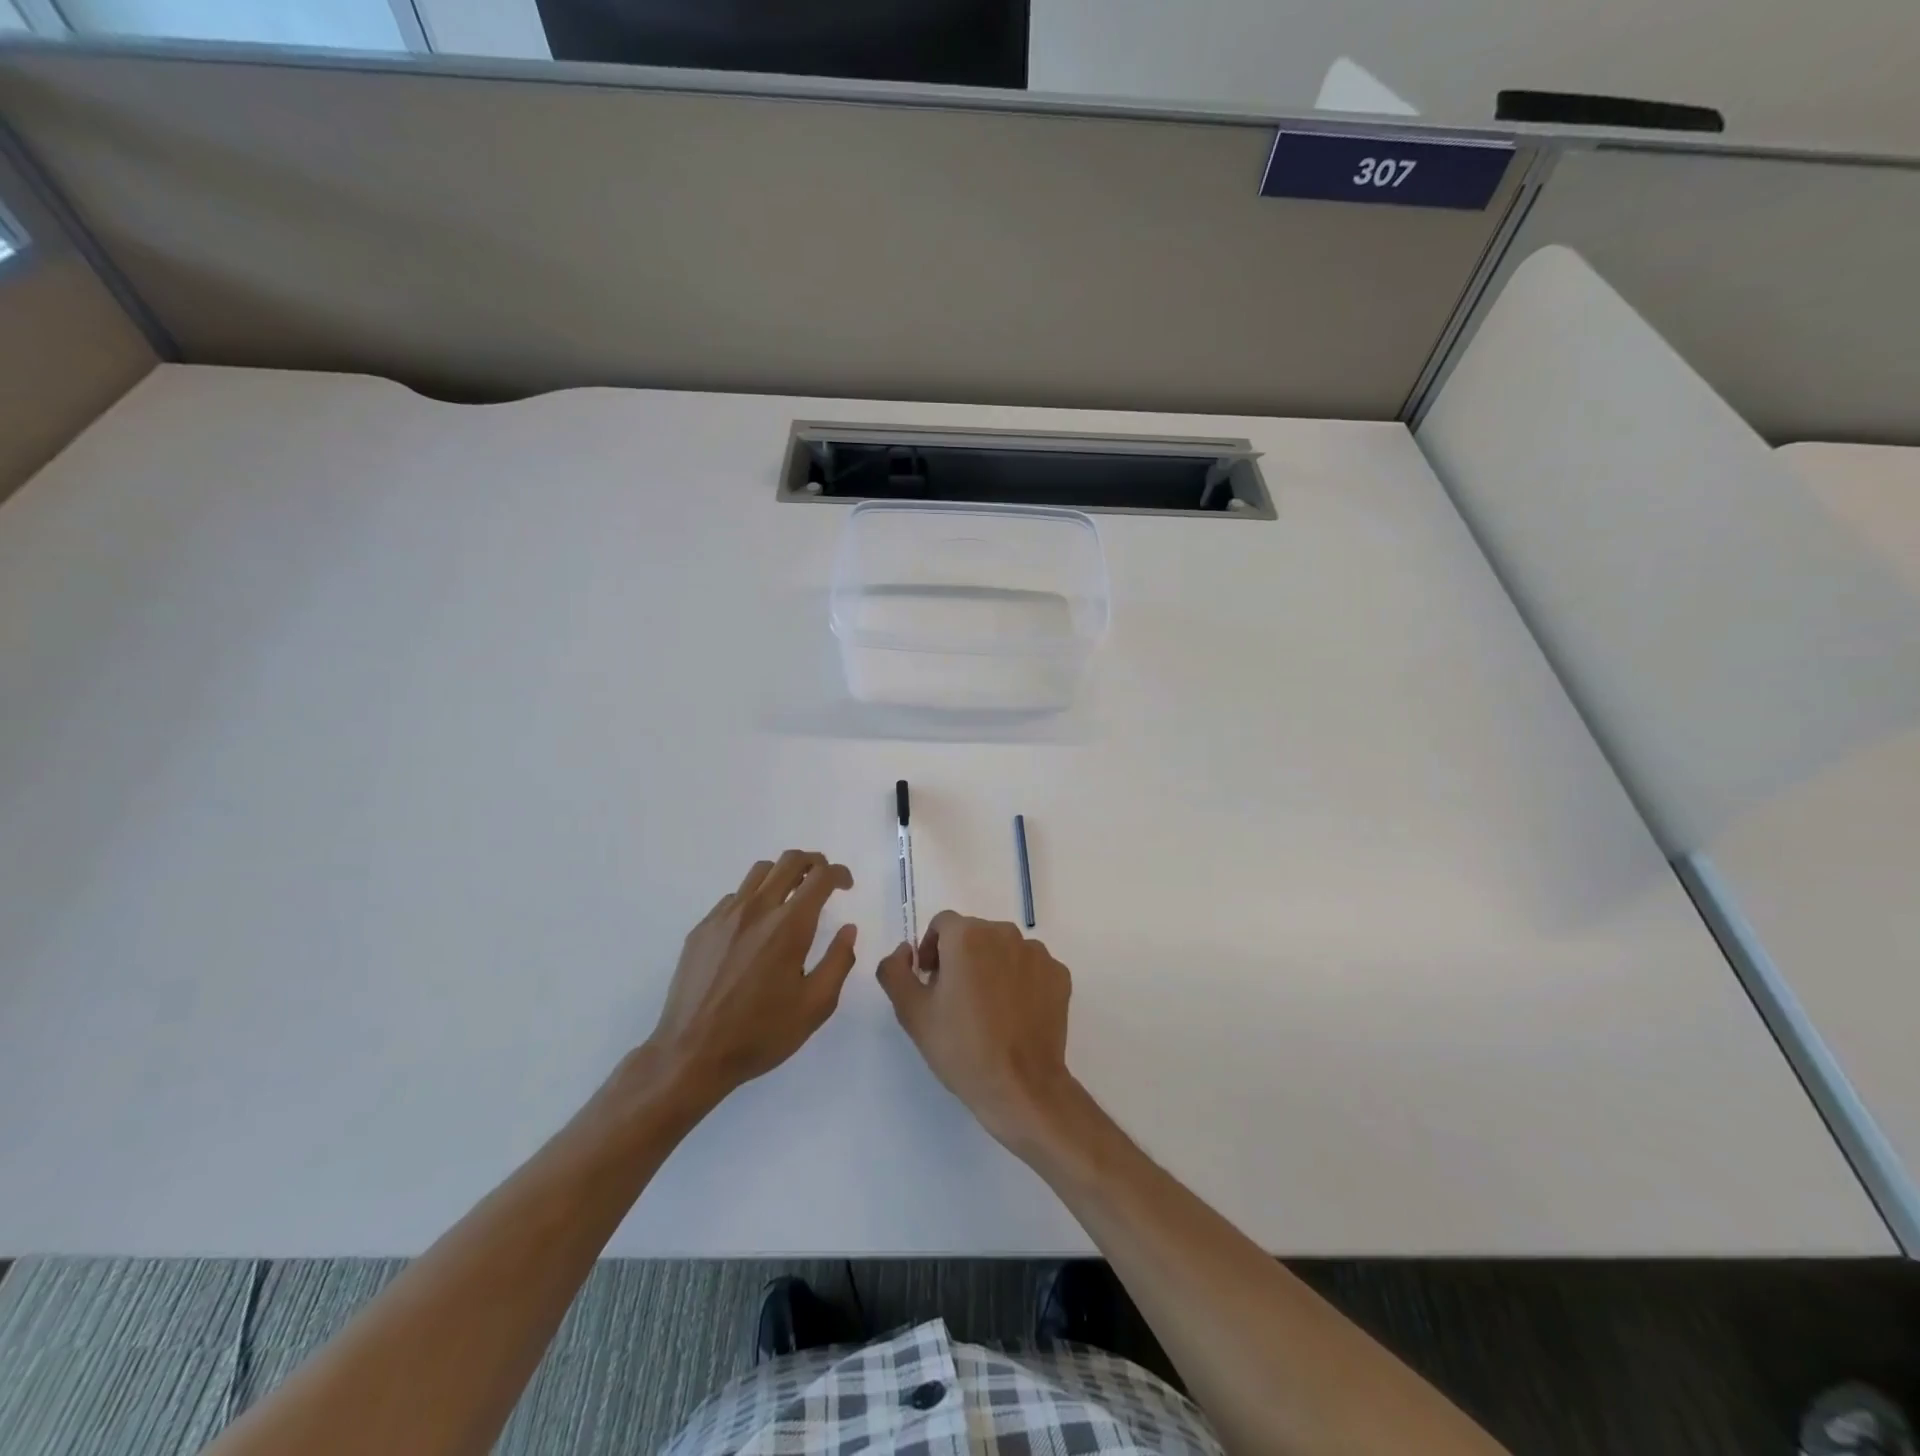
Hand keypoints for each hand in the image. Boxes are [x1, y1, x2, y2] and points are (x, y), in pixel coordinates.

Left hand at [646, 851, 857, 1109]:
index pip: (820, 876)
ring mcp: (724, 916)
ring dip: (783, 874)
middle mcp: (757, 909)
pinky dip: (755, 898)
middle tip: (824, 881)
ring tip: (791, 897)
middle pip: (789, 861)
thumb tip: (849, 929)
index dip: (839, 874)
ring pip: (759, 872)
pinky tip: (756, 927)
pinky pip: (734, 897)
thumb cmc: (761, 1033)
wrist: (691, 1054)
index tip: (846, 886)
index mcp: (789, 925)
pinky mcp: (702, 928)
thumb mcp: (816, 1006)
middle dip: (814, 863)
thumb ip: (839, 961)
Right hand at [876, 911, 1074, 1148]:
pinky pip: (1031, 968)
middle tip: (955, 999)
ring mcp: (1037, 953)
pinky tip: (1013, 1015)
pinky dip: (1020, 982)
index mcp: (967, 935)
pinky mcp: (1059, 975)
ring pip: (1004, 950)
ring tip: (987, 1009)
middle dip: (961, 958)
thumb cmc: (961, 1048)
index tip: (931, 982)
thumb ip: (894, 970)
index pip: (942, 925)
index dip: (931, 949)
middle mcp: (1005, 933)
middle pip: (975, 934)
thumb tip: (905, 950)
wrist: (1020, 1087)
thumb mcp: (912, 1011)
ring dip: (991, 967)